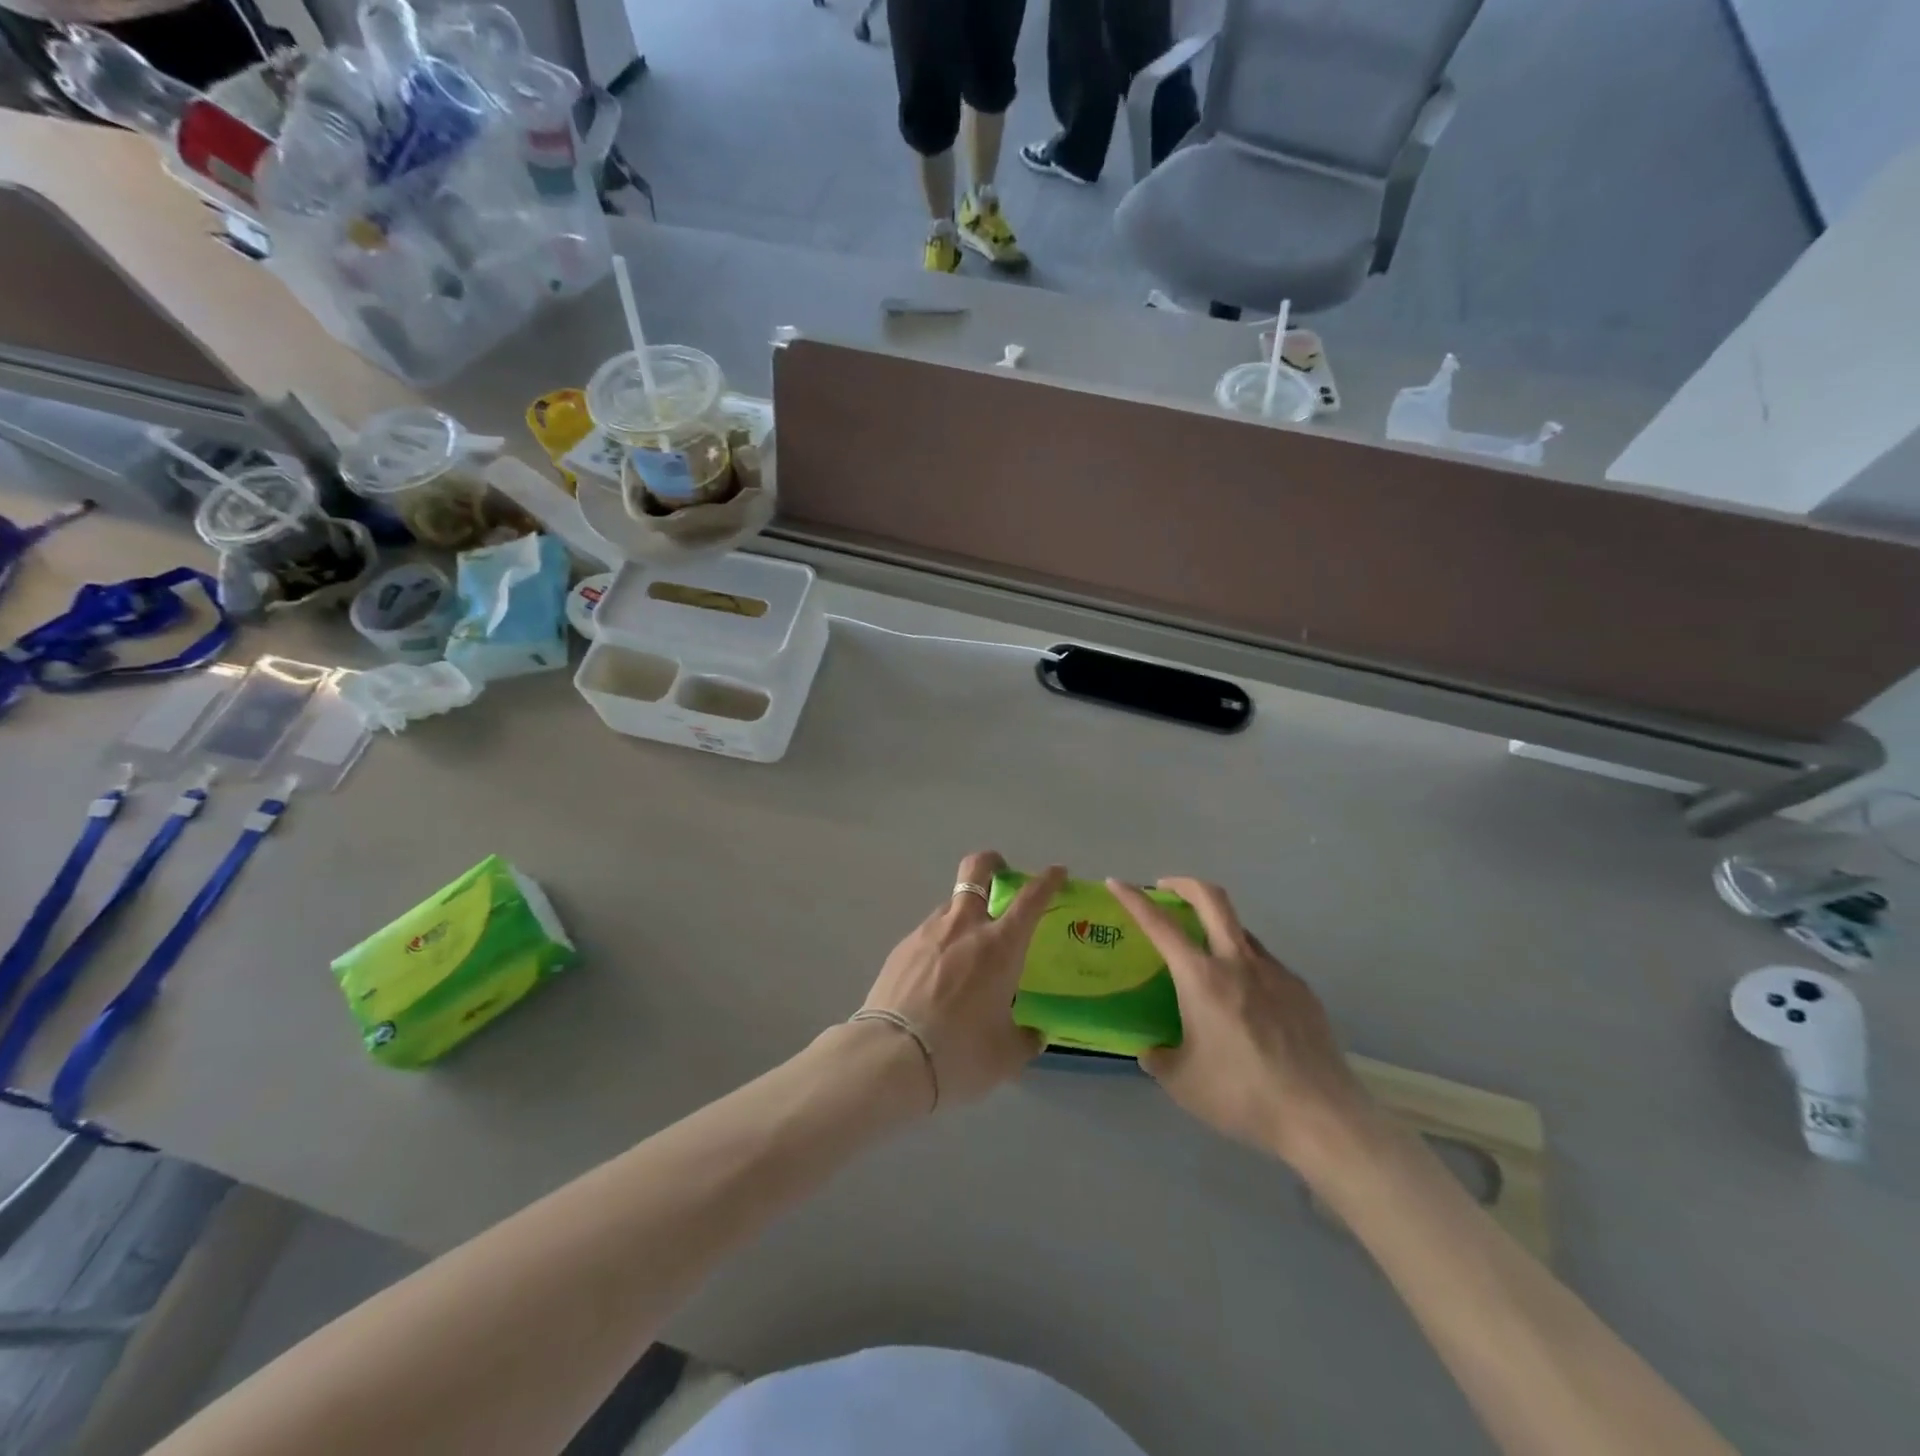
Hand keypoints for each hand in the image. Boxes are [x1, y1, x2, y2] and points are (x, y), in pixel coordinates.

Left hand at [859, 853, 1066, 1109]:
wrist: (891, 1057)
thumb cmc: (960, 1052)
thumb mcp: (1005, 1055)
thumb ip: (1025, 1039)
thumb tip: (1032, 1034)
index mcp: (1000, 946)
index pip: (1031, 898)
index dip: (1047, 880)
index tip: (1056, 872)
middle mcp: (965, 926)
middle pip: (977, 869)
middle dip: (992, 862)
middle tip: (1000, 873)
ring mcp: (928, 932)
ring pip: (950, 903)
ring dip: (964, 912)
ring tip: (966, 948)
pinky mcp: (901, 947)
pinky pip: (928, 932)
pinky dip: (940, 942)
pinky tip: (936, 974)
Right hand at [1107, 877, 1376, 1174]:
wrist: (1320, 1116)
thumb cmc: (1241, 1095)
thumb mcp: (1183, 1082)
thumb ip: (1160, 1058)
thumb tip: (1152, 1051)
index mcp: (1201, 977)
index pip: (1160, 924)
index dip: (1134, 899)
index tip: (1117, 882)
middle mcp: (1237, 962)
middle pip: (1211, 898)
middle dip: (1183, 884)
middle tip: (1165, 889)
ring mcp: (1274, 972)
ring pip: (1240, 929)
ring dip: (1216, 927)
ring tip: (1205, 957)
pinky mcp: (1301, 990)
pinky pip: (1264, 963)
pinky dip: (1245, 965)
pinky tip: (1245, 1002)